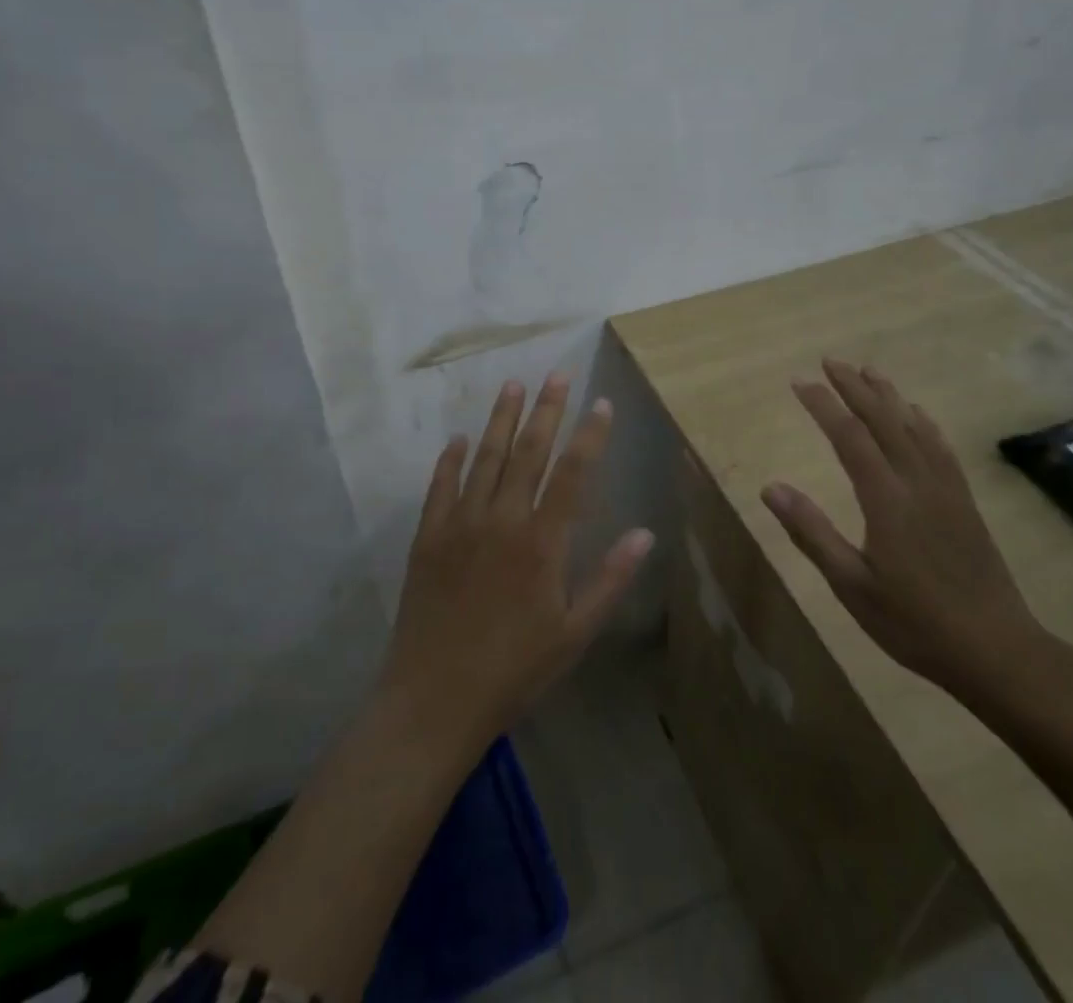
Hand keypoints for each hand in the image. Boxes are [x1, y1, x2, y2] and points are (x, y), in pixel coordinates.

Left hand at [380, 373, 655, 753]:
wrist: (434, 699)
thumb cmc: (514, 670)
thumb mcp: (574, 634)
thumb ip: (609, 579)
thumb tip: (644, 533)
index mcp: (542, 542)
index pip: (573, 474)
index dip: (589, 436)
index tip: (600, 403)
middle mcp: (502, 520)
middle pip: (528, 452)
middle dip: (546, 410)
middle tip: (558, 373)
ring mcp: (460, 524)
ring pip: (485, 458)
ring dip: (501, 419)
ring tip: (513, 385)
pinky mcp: (428, 536)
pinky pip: (440, 486)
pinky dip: (451, 459)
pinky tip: (459, 438)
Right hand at [761, 358, 1042, 694]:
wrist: (998, 651)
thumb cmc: (915, 623)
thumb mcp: (852, 585)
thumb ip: (812, 532)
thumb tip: (772, 487)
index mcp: (886, 499)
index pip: (849, 436)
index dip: (823, 405)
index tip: (800, 382)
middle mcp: (917, 482)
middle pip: (883, 421)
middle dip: (854, 387)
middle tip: (830, 361)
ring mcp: (946, 490)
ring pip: (914, 428)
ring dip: (888, 396)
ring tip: (869, 371)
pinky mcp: (964, 503)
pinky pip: (941, 449)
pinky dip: (924, 423)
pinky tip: (918, 414)